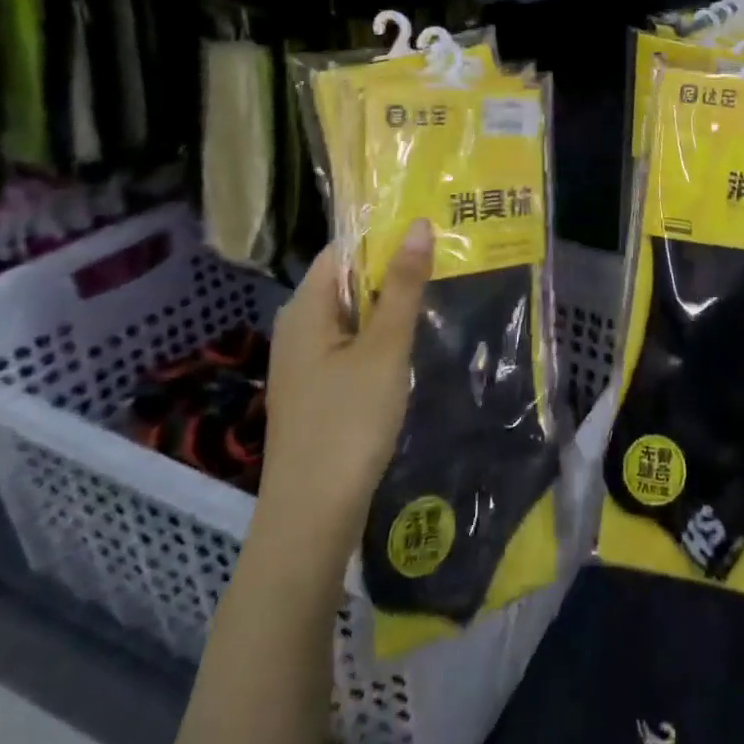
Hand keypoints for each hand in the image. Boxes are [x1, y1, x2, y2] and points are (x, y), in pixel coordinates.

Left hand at [253, 220, 433, 561]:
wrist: (311, 518)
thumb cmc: (348, 423)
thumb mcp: (385, 348)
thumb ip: (404, 286)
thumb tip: (419, 225)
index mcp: (306, 309)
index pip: (343, 249)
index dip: (383, 234)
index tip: (430, 226)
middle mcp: (298, 328)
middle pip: (348, 281)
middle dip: (393, 268)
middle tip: (445, 255)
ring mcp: (305, 363)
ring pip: (352, 315)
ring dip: (390, 303)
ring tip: (439, 289)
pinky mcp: (316, 391)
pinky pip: (350, 344)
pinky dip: (379, 334)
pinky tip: (411, 341)